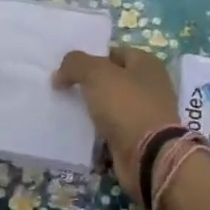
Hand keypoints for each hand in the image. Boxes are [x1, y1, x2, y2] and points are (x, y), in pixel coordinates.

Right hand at [52, 45, 180, 207]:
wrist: (148, 156)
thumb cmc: (126, 105)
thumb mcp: (96, 74)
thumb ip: (75, 64)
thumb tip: (59, 74)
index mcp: (147, 63)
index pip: (113, 52)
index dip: (90, 57)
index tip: (67, 68)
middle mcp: (150, 86)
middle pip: (111, 78)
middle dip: (88, 83)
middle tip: (63, 87)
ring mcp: (145, 113)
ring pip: (110, 104)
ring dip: (91, 107)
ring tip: (65, 107)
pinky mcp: (138, 137)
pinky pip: (111, 127)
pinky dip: (97, 129)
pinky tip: (78, 129)